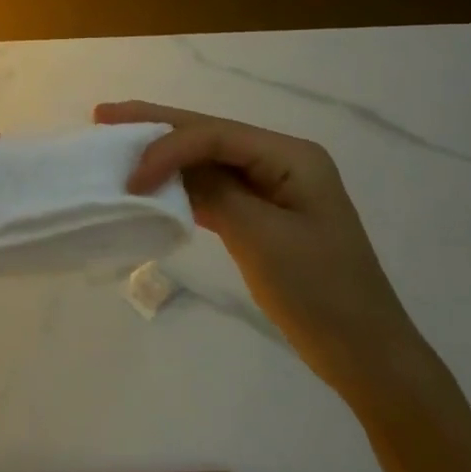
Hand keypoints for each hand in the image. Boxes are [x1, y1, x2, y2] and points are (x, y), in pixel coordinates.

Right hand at [96, 100, 427, 403]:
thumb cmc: (320, 293)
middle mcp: (280, 160)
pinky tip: (150, 181)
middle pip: (209, 133)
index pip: (216, 134)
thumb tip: (165, 166)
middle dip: (156, 125)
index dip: (167, 146)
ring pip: (207, 158)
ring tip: (117, 140)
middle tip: (104, 115)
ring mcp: (271, 186)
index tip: (129, 178)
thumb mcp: (261, 238)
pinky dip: (180, 185)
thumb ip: (213, 191)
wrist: (366, 356)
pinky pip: (213, 187)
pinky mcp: (262, 213)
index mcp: (291, 156)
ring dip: (163, 153)